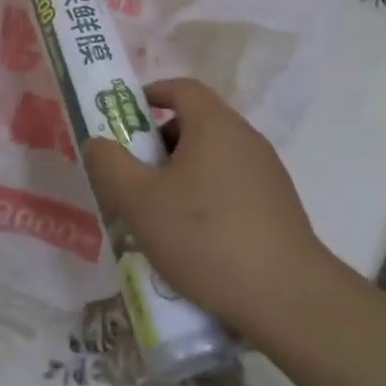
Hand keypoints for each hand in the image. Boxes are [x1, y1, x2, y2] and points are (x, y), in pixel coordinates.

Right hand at [81, 78, 331, 336]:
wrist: (286, 297)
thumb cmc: (204, 237)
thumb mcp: (139, 200)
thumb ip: (109, 164)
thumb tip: (98, 142)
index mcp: (215, 125)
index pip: (182, 88)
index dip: (150, 94)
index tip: (125, 118)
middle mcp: (246, 139)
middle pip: (196, 123)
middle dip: (159, 142)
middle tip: (133, 175)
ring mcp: (267, 173)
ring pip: (213, 157)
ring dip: (181, 174)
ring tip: (158, 214)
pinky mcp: (278, 206)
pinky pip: (232, 186)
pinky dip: (206, 197)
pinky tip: (194, 239)